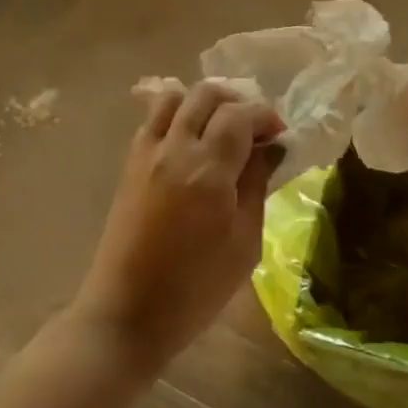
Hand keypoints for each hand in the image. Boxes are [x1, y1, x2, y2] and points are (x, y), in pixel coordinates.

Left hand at [74, 80, 284, 372]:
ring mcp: (147, 153)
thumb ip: (257, 186)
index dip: (265, 116)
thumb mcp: (244, 242)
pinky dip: (176, 115)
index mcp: (208, 170)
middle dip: (237, 101)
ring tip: (220, 128)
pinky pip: (153, 119)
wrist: (126, 313)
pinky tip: (191, 142)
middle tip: (254, 128)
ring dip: (202, 102)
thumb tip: (271, 149)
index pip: (240, 115)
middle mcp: (174, 149)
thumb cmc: (195, 288)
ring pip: (174, 97)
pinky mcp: (129, 164)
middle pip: (206, 94)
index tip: (280, 134)